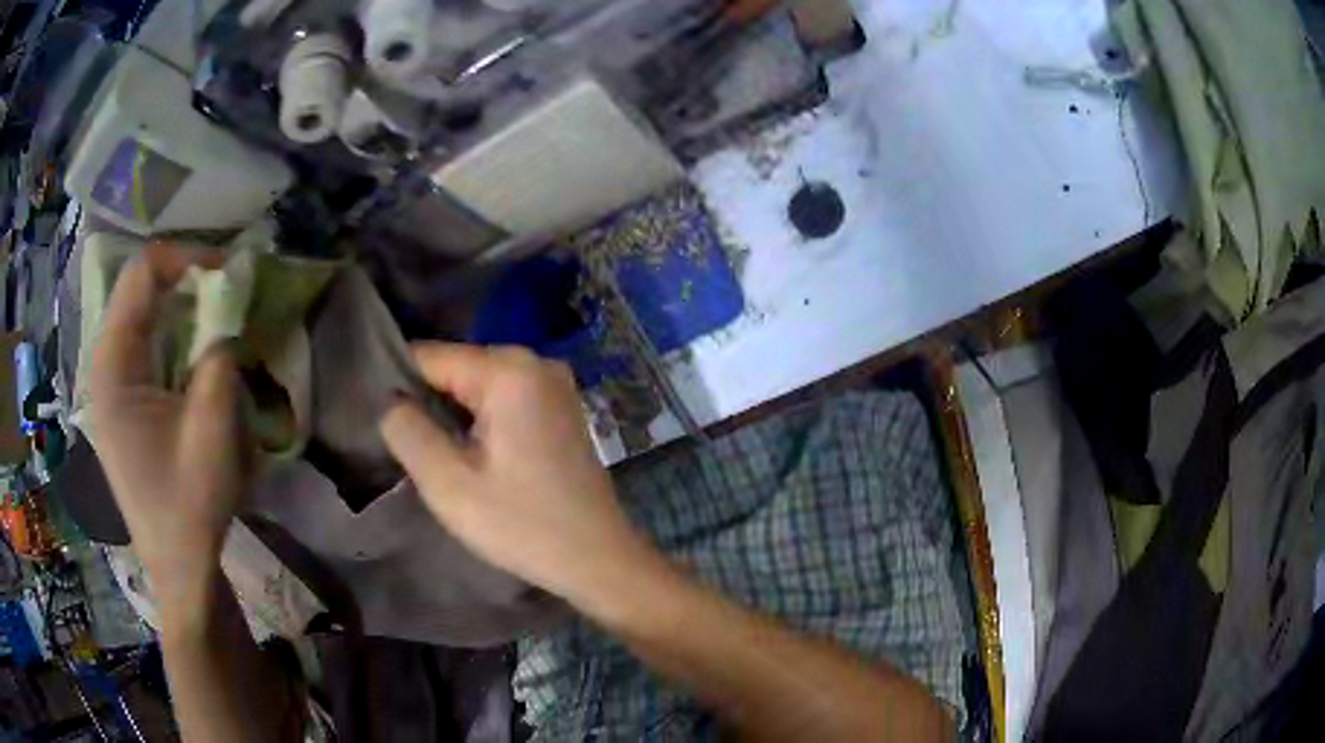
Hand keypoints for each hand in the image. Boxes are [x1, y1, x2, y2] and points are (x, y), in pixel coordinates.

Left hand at [88, 245, 244, 614]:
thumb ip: (220, 362)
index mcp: (113, 367)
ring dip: (179, 303)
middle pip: (139, 287)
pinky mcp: (120, 398)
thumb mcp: (212, 434)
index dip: (187, 257)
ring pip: (141, 311)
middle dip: (185, 277)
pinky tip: (196, 348)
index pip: (142, 274)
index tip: (229, 271)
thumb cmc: (189, 507)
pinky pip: (144, 339)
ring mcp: (109, 381)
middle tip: (228, 290)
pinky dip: (172, 330)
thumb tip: (228, 319)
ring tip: (217, 314)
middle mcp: (103, 363)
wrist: (178, 565)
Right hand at [380, 344, 661, 613]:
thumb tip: (389, 400)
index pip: (429, 356)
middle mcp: (536, 362)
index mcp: (508, 370)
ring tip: (442, 458)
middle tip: (414, 452)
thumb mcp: (448, 484)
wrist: (597, 559)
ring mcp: (554, 384)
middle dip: (429, 404)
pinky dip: (482, 423)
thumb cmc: (521, 525)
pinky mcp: (562, 408)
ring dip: (455, 417)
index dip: (398, 387)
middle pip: (456, 369)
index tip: (383, 425)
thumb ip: (406, 431)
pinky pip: (505, 401)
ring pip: (478, 387)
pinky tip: (477, 459)